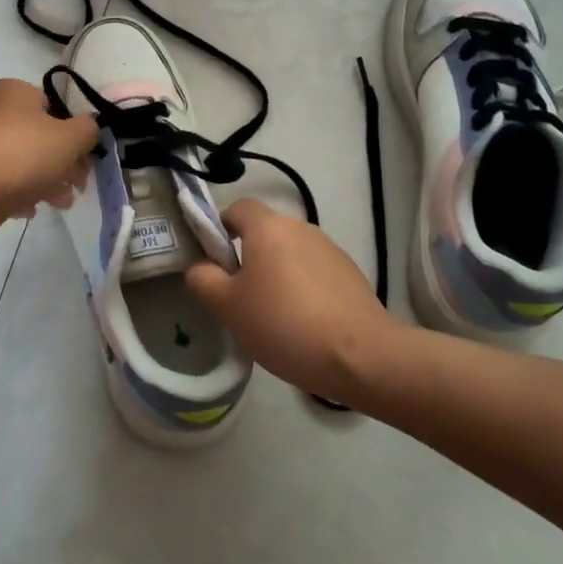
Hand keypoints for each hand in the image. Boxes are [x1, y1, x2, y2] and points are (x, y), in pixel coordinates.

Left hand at [0, 79, 99, 233]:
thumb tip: (88, 127)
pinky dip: (19, 191)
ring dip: (46, 180)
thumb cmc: (22, 155)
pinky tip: (29, 209)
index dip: (75, 133)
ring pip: (22, 159)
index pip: (54, 107)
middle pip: (40, 135)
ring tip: (60, 203)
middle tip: (78, 186)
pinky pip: (2, 178)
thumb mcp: (70, 138)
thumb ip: (88, 129)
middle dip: (63, 162)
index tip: (87, 159)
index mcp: (14, 91)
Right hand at [185, 199, 400, 403]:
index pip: (237, 208)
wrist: (360, 355)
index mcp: (268, 227)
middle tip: (239, 298)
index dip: (220, 228)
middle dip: (248, 258)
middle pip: (264, 232)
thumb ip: (203, 279)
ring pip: (290, 254)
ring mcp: (331, 250)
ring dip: (277, 276)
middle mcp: (301, 228)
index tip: (214, 263)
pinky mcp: (351, 274)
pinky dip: (303, 290)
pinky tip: (303, 326)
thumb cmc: (283, 323)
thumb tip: (202, 266)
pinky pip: (314, 274)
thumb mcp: (227, 306)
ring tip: (273, 318)